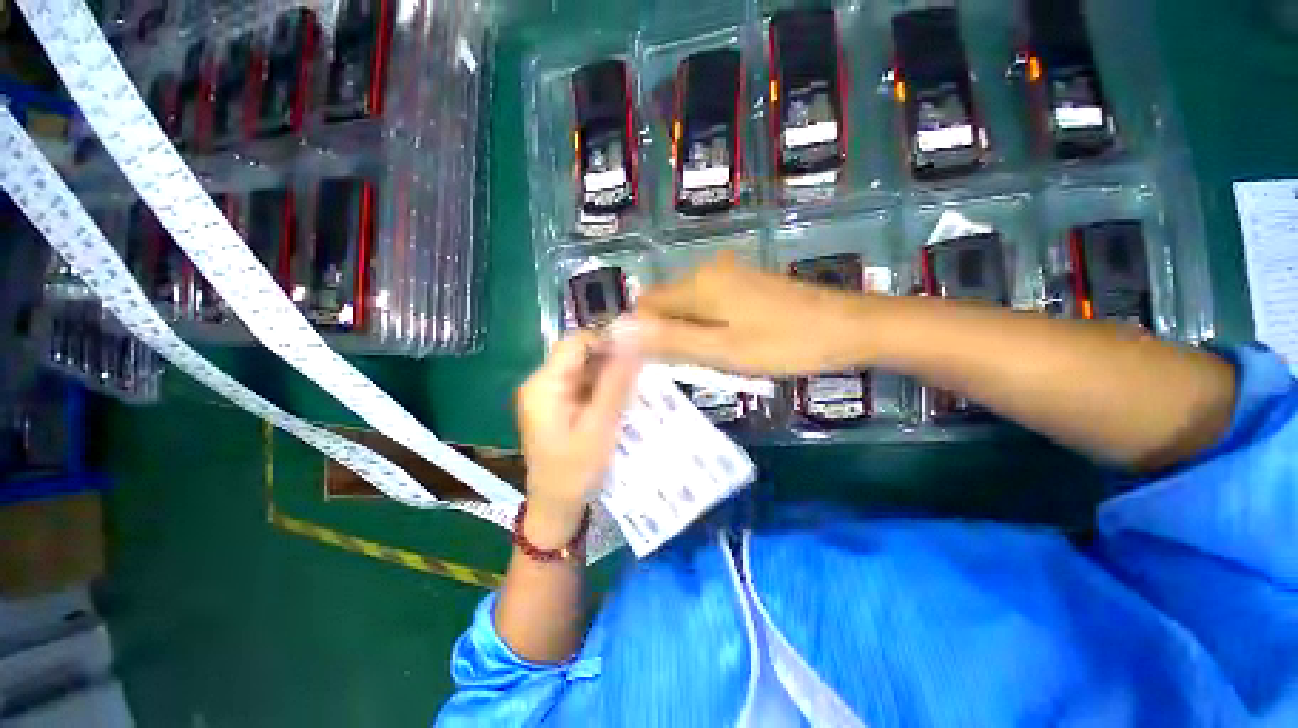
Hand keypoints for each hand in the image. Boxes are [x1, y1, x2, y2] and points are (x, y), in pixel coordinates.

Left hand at [516, 331, 640, 542]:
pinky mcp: (559, 405)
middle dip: (611, 360)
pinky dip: (604, 388)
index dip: (607, 341)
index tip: (637, 353)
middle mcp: (542, 383)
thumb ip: (615, 384)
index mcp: (544, 384)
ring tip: (635, 386)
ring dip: (610, 374)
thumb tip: (631, 342)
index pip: (576, 342)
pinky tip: (621, 399)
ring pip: (585, 369)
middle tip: (640, 373)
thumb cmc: (574, 472)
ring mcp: (550, 394)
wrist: (555, 508)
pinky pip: (585, 385)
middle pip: (580, 354)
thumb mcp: (599, 427)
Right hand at [622, 252, 875, 375]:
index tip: (664, 363)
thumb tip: (619, 330)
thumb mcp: (722, 350)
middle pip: (667, 305)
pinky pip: (711, 305)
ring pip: (689, 307)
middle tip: (696, 366)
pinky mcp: (746, 284)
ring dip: (692, 334)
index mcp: (697, 284)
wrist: (849, 327)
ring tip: (717, 360)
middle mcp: (708, 271)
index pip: (645, 304)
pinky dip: (710, 327)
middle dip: (671, 336)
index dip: (645, 334)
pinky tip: (733, 345)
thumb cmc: (784, 343)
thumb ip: (670, 339)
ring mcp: (729, 275)